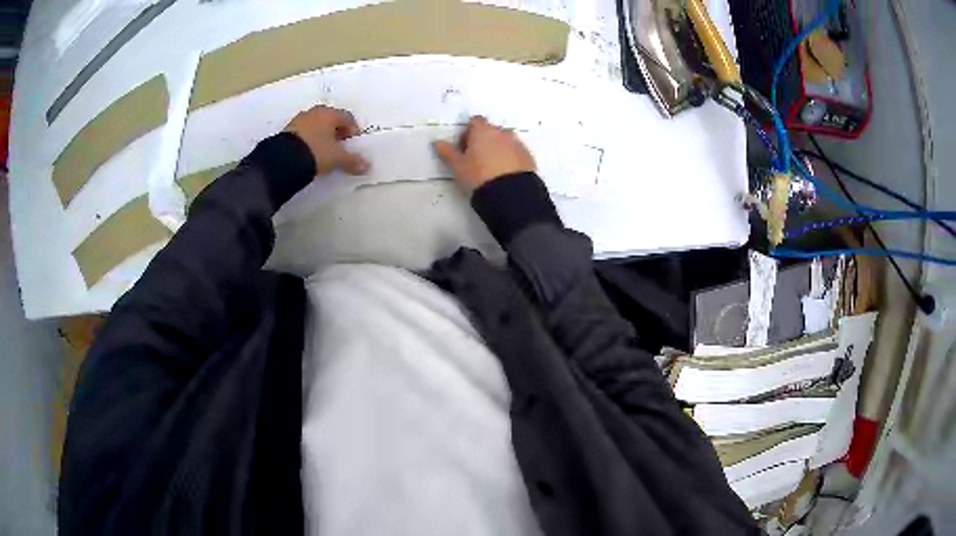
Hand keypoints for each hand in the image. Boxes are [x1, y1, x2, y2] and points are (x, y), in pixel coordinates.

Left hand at [284, 106, 369, 175]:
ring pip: (315, 125)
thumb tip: (366, 166)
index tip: (352, 143)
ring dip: (321, 135)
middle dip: (336, 131)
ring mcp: (299, 120)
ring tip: (323, 151)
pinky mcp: (286, 131)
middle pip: (330, 119)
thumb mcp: (337, 158)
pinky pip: (303, 133)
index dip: (352, 130)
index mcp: (330, 113)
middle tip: (339, 146)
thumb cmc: (316, 151)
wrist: (283, 159)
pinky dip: (308, 140)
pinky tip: (308, 152)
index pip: (347, 118)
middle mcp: (315, 112)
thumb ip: (352, 161)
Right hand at [433, 116, 535, 191]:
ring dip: (498, 149)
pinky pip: (516, 153)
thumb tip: (437, 142)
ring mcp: (518, 144)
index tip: (464, 148)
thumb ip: (448, 153)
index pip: (475, 121)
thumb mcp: (458, 167)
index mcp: (483, 131)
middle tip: (476, 160)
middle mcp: (502, 133)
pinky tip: (504, 174)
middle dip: (484, 140)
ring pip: (505, 141)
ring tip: (491, 169)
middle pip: (491, 130)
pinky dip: (510, 159)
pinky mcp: (528, 157)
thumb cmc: (479, 177)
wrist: (511, 195)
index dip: (468, 132)